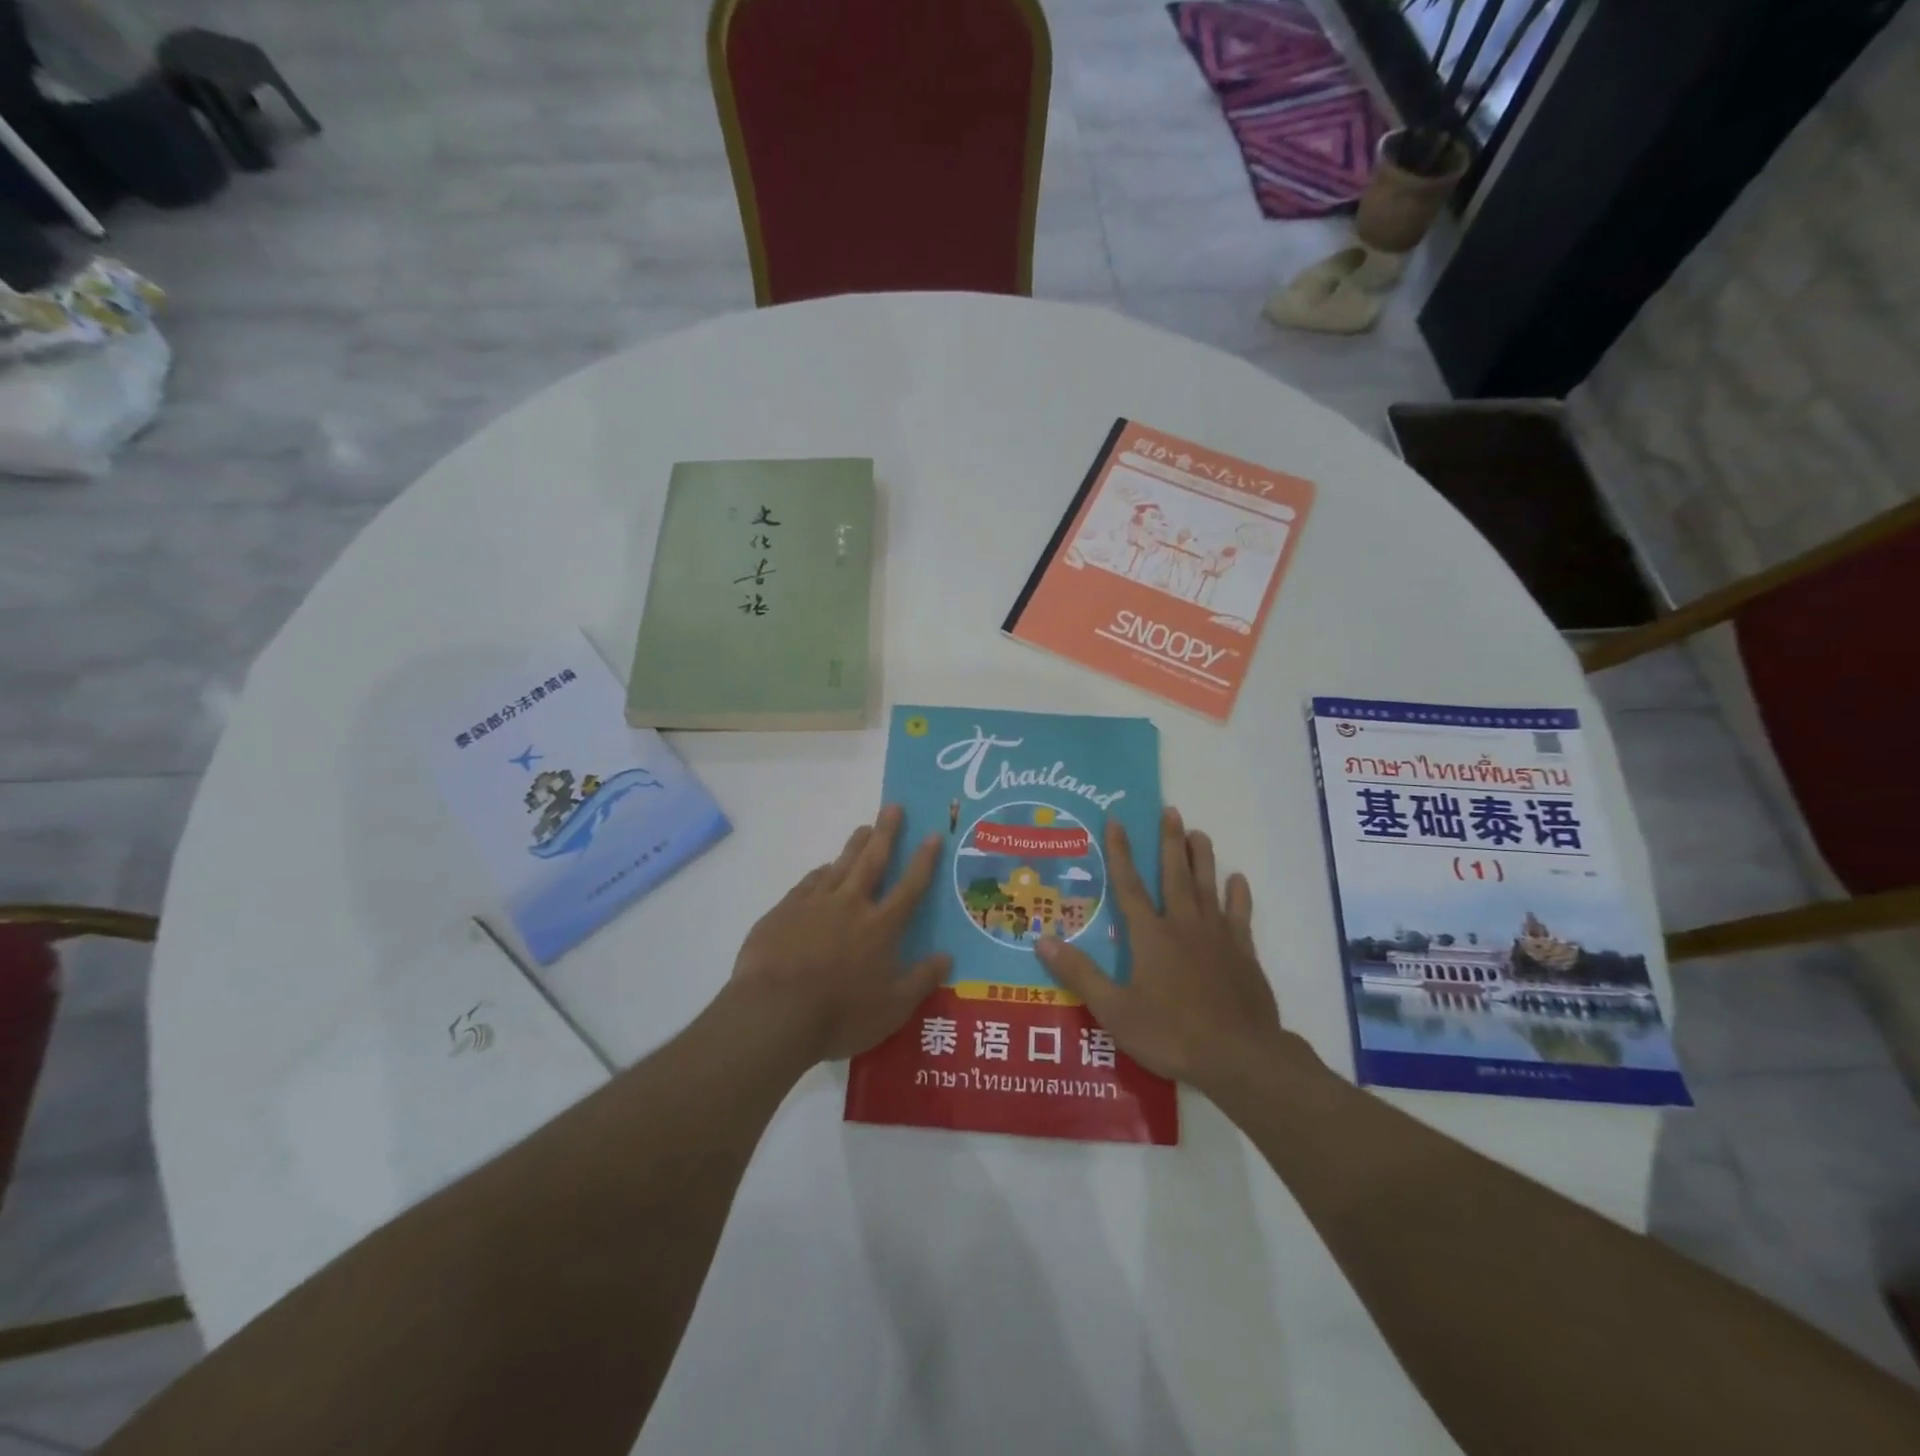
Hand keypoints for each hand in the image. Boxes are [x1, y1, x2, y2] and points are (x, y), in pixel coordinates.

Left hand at [729, 805, 951, 1062]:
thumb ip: (921, 981)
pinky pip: (808, 883)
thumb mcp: (891, 1009)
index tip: (933, 835)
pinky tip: (823, 870)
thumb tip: (948, 957)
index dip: (924, 860)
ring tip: (863, 828)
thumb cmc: (839, 1015)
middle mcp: (850, 905)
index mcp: (880, 927)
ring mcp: (814, 904)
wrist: (773, 1013)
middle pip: (872, 861)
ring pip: (840, 865)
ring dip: (854, 845)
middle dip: (886, 833)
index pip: (910, 886)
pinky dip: (821, 873)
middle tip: (893, 807)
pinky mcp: (784, 911)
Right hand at [1036, 808, 1297, 1092]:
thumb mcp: (1114, 1011)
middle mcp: (1183, 926)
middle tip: (1170, 810)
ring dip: (1202, 858)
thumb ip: (1080, 974)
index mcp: (1150, 936)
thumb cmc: (1171, 1034)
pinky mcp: (1243, 955)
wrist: (1239, 1057)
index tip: (1116, 821)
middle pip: (1174, 875)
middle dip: (1170, 842)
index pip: (1129, 886)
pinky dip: (1238, 896)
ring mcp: (1217, 938)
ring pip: (1207, 887)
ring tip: (1199, 833)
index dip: (1120, 853)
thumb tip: (1042, 940)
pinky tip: (1237, 880)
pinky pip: (1240, 916)